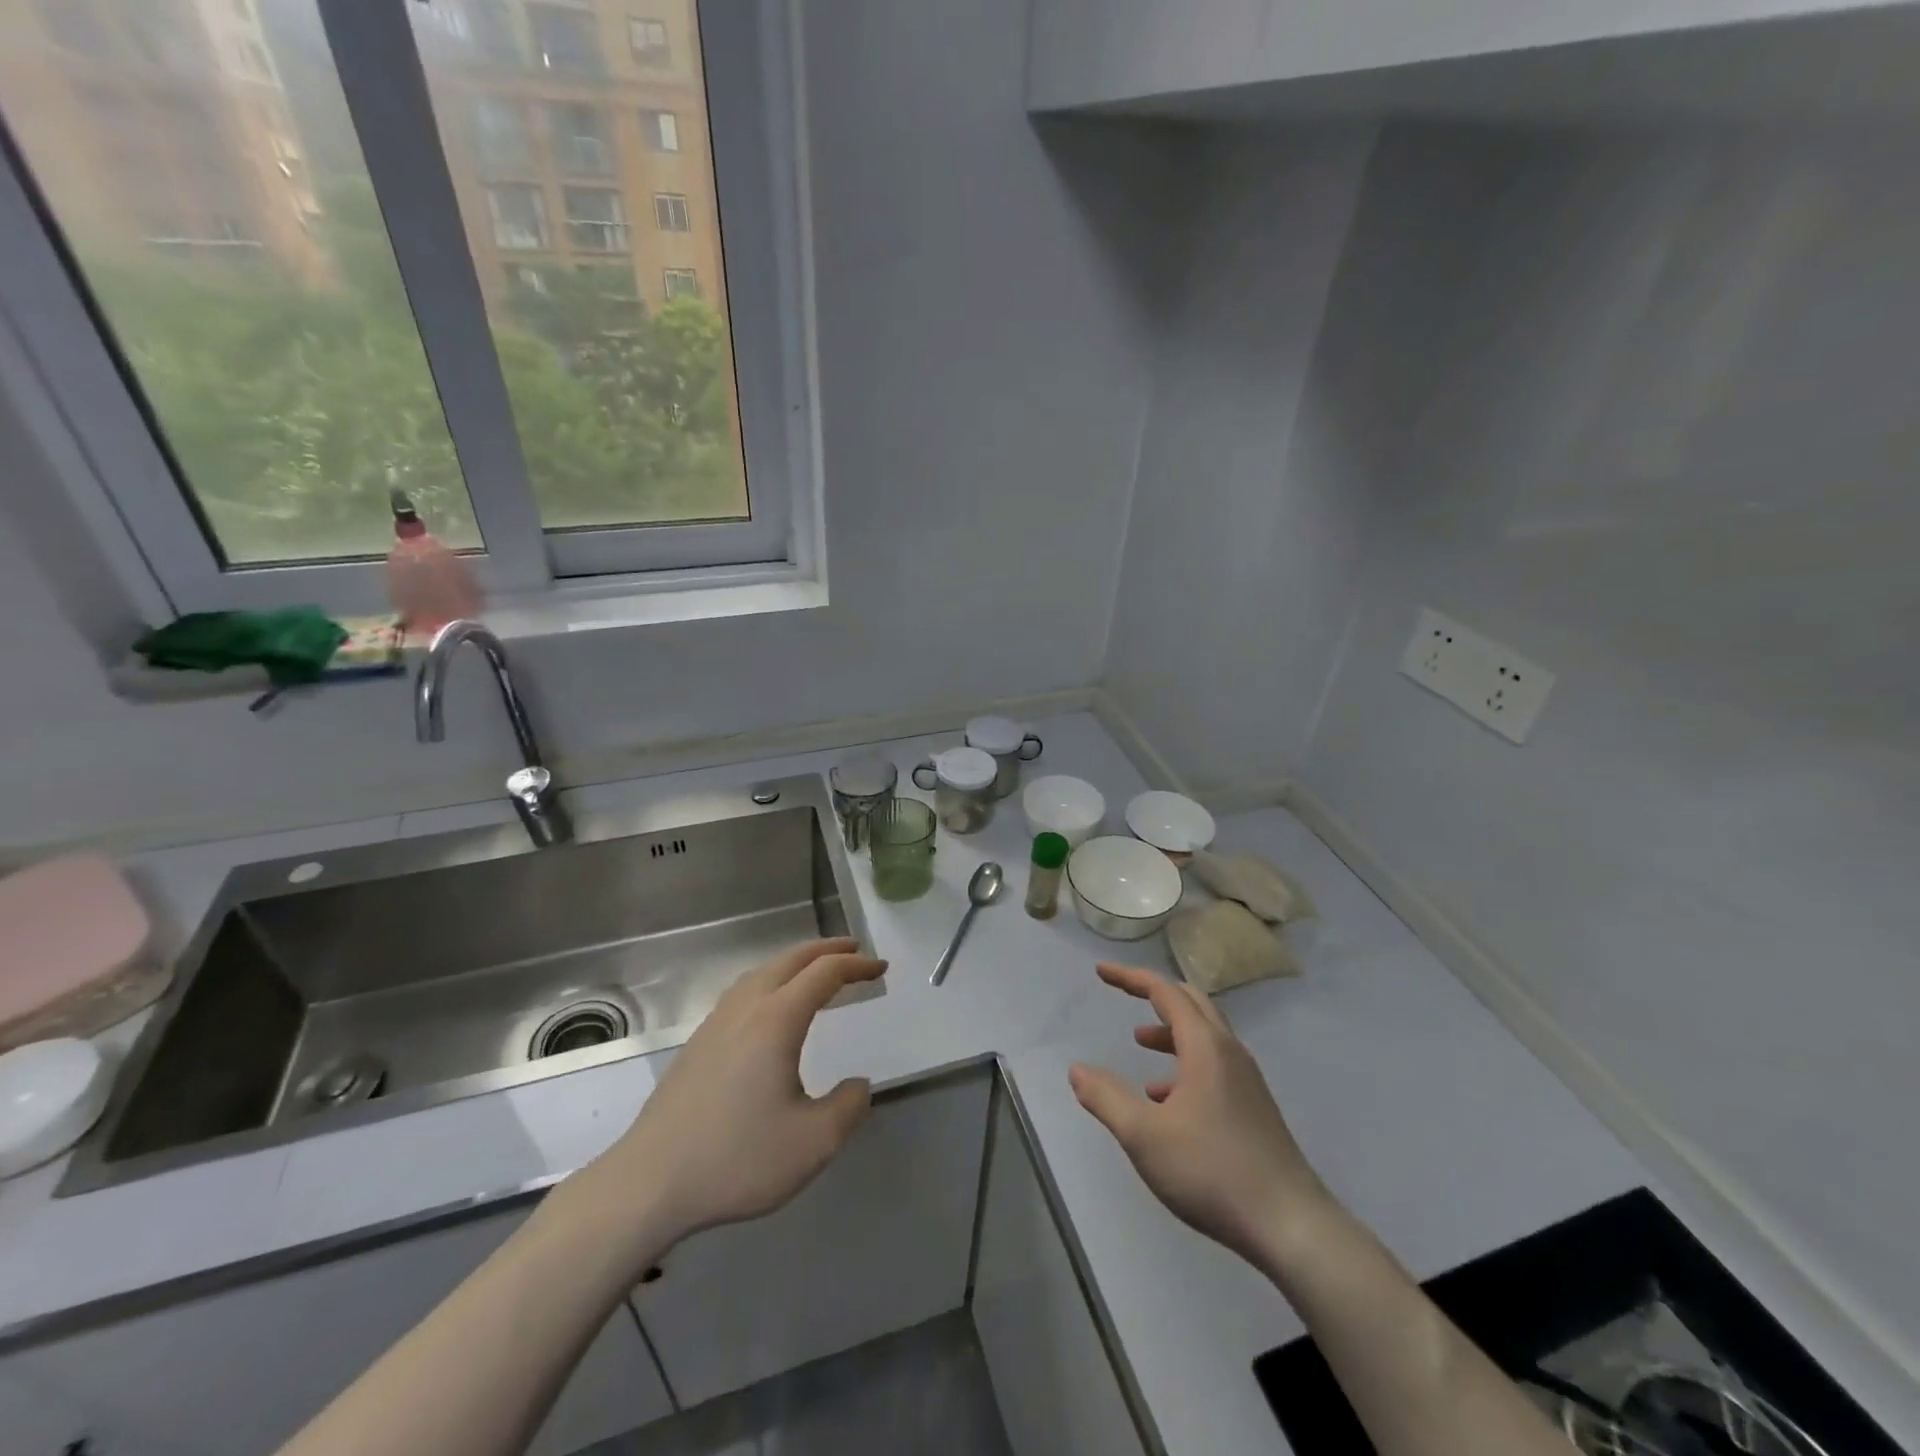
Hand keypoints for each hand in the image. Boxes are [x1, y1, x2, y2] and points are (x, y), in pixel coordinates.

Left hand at [578, 938, 886, 1262]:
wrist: (649, 1183)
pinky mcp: (698, 1044)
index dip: (856, 966)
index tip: (881, 968)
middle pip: (791, 960)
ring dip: (795, 963)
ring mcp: (716, 1023)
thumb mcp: (813, 1143)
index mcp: (776, 1020)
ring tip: (817, 972)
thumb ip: (848, 1107)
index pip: (824, 974)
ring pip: (762, 972)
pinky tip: (771, 1007)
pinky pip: (744, 991)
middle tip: (855, 951)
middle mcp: (746, 1009)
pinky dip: (771, 981)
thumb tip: (856, 1084)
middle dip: (826, 950)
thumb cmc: (737, 1159)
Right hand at [1070, 963, 1335, 1273]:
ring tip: (1139, 1045)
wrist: (1291, 1226)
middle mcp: (1230, 1052)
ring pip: (1204, 1036)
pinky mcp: (1254, 1107)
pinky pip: (1214, 1065)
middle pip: (1191, 1003)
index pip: (1165, 992)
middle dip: (1154, 993)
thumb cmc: (1212, 1171)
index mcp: (1205, 1047)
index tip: (1101, 973)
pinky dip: (1185, 1063)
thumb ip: (1106, 1098)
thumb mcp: (1144, 1136)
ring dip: (1169, 1031)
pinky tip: (1166, 1100)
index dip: (1130, 978)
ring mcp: (1246, 1080)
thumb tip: (1077, 1070)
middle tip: (1123, 993)